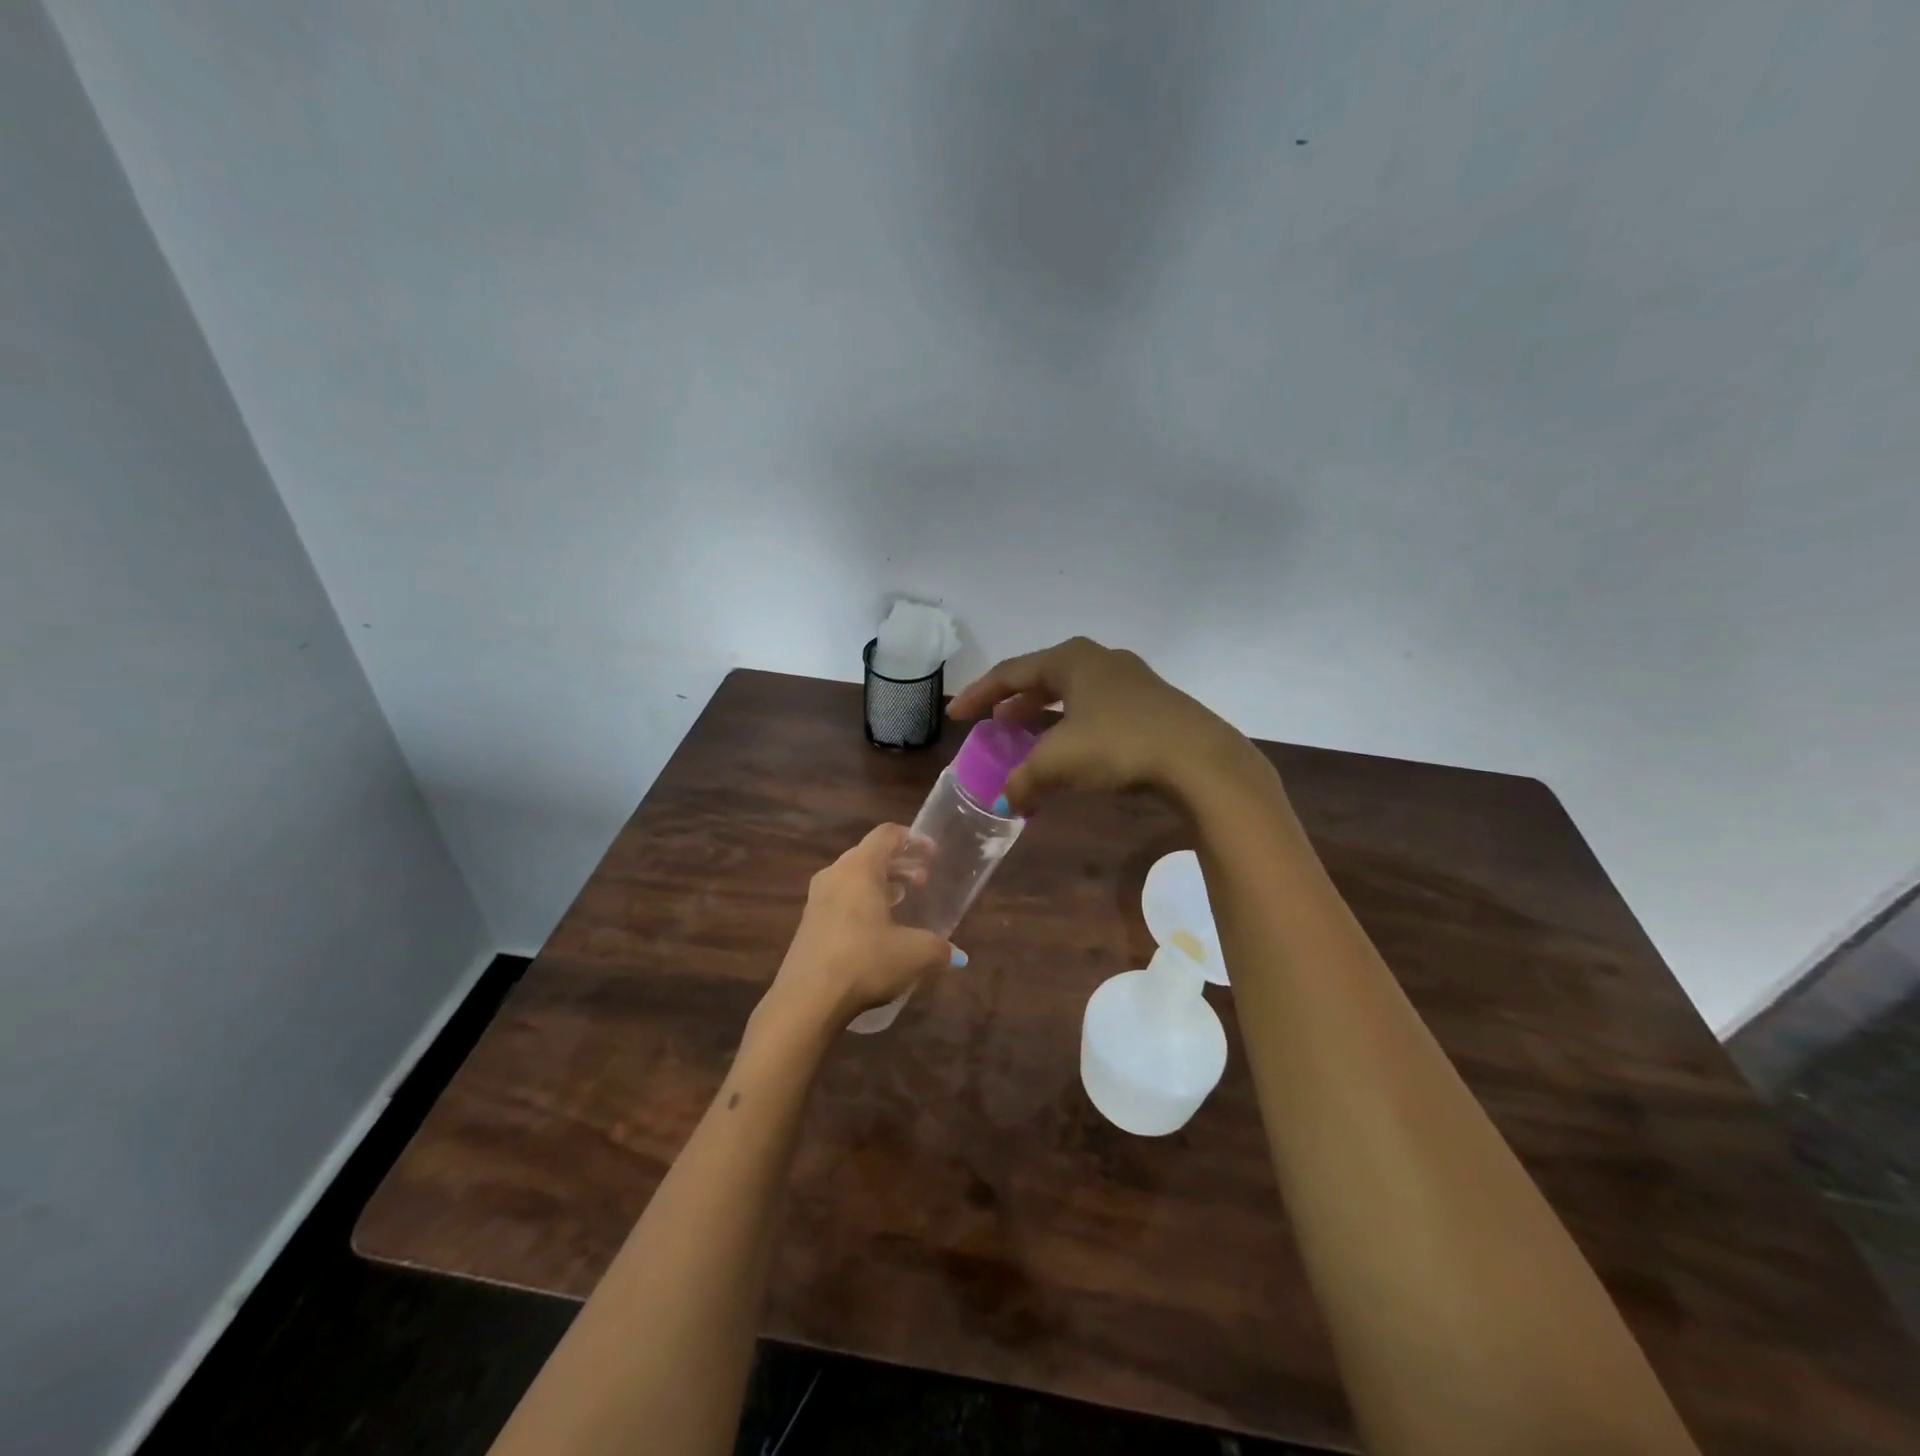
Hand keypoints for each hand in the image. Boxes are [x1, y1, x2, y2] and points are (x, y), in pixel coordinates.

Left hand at [762, 824, 960, 1029]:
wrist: (807, 1000)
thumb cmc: (865, 961)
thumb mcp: (914, 954)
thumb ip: (939, 948)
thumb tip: (956, 955)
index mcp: (860, 868)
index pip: (886, 834)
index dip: (913, 839)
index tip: (933, 854)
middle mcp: (835, 874)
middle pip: (870, 855)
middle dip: (899, 864)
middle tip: (923, 882)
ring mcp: (817, 899)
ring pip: (853, 878)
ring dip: (881, 884)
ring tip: (903, 902)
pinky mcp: (808, 924)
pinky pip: (841, 899)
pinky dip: (862, 902)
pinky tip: (877, 929)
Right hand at [948, 637, 1258, 813]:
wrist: (1200, 760)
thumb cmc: (1119, 746)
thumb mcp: (1059, 764)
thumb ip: (1024, 781)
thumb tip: (1007, 801)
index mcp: (1071, 660)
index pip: (1011, 673)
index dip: (979, 694)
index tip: (956, 715)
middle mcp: (1100, 661)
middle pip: (1043, 678)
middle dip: (1014, 702)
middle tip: (993, 723)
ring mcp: (1132, 680)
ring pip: (1073, 694)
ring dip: (1045, 715)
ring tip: (1027, 736)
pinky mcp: (1153, 705)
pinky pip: (1098, 710)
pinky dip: (1074, 727)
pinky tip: (1074, 750)